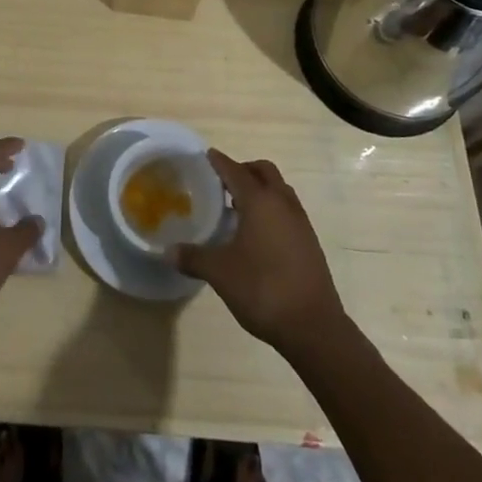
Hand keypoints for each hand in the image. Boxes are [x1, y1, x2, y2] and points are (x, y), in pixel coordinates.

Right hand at [173, 150, 346, 351]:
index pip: (235, 170)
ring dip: (260, 189)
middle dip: (243, 170)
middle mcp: (282, 203)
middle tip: (222, 182)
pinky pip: (287, 210)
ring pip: (279, 189)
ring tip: (238, 207)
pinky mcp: (309, 241)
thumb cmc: (263, 289)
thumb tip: (168, 251)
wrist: (313, 326)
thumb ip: (193, 258)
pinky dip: (271, 208)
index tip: (207, 155)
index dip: (219, 162)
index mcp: (260, 201)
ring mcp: (300, 222)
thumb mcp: (220, 273)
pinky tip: (257, 234)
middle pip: (263, 171)